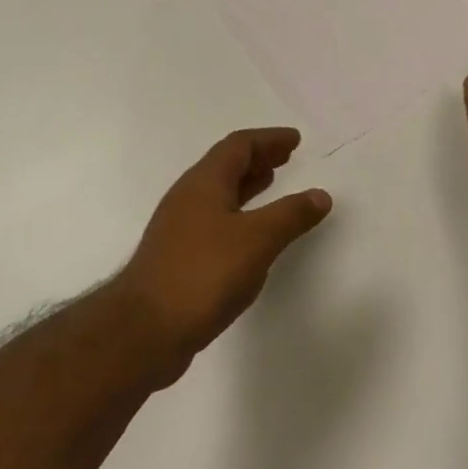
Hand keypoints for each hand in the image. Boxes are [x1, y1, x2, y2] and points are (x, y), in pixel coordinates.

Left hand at [116, 128, 332, 359]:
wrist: (147, 329)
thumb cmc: (204, 274)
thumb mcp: (257, 240)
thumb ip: (291, 215)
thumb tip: (320, 195)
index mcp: (203, 183)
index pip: (238, 146)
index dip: (268, 140)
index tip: (295, 140)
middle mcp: (187, 198)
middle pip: (224, 166)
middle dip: (257, 159)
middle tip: (286, 158)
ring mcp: (178, 228)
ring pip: (217, 194)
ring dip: (246, 186)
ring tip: (272, 185)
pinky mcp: (178, 256)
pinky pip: (213, 220)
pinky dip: (237, 214)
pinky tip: (250, 234)